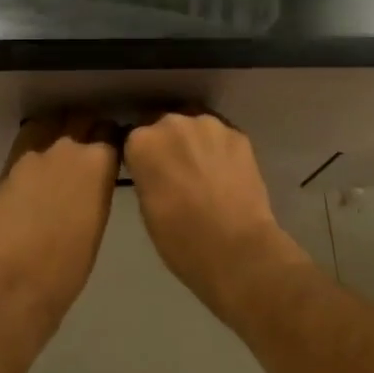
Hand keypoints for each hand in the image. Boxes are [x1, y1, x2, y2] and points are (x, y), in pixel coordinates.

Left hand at [0, 113, 117, 341]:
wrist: (18, 279)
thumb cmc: (70, 264)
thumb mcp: (99, 219)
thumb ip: (98, 186)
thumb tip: (94, 176)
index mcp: (99, 161)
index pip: (111, 131)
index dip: (111, 138)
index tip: (111, 147)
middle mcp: (69, 146)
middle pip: (82, 119)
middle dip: (87, 127)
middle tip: (87, 144)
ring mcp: (37, 151)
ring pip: (53, 123)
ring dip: (60, 129)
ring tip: (60, 147)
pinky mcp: (11, 161)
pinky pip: (29, 138)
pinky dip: (37, 142)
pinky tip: (37, 159)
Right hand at [124, 112, 308, 319]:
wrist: (237, 250)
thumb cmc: (181, 240)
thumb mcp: (146, 208)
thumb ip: (146, 176)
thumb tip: (155, 170)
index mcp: (142, 142)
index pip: (134, 139)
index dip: (143, 158)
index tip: (150, 174)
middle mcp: (172, 122)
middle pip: (165, 127)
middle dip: (169, 145)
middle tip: (178, 174)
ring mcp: (208, 124)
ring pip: (195, 127)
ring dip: (196, 143)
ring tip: (206, 173)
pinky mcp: (238, 134)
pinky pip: (221, 137)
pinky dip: (221, 150)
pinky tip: (227, 175)